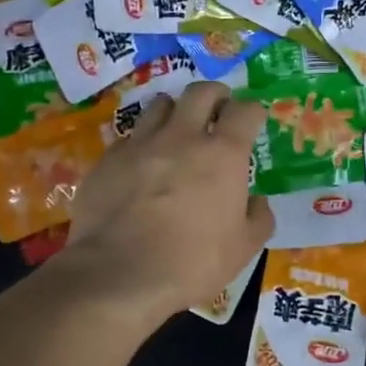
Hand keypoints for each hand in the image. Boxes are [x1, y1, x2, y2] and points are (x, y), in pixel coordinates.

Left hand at [60, 82, 273, 324]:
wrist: (119, 273)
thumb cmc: (192, 263)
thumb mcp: (243, 249)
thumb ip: (258, 219)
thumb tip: (258, 202)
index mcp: (223, 154)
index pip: (245, 111)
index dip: (252, 112)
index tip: (252, 122)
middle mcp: (182, 137)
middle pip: (201, 92)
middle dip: (215, 96)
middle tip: (218, 111)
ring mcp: (141, 144)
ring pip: (160, 105)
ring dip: (174, 112)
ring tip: (176, 131)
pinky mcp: (107, 159)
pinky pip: (128, 137)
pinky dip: (140, 143)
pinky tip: (140, 164)